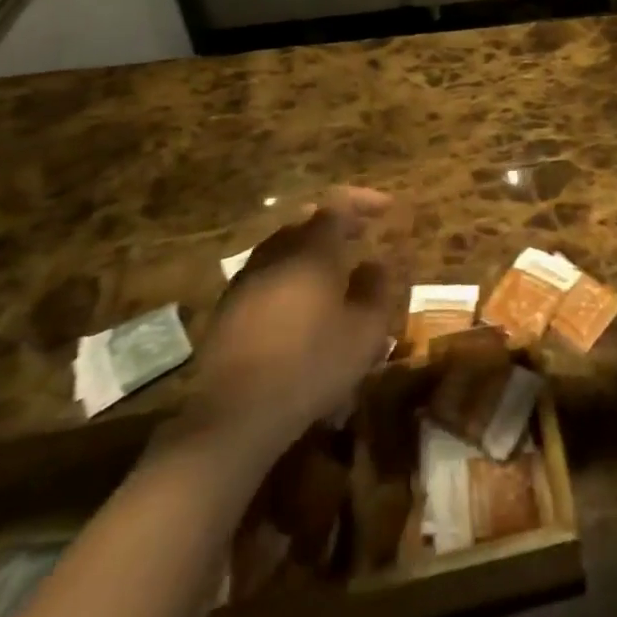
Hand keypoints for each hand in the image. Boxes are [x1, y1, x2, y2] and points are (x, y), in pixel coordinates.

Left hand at [193, 189, 399, 449]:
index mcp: (311, 250)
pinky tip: (300, 300)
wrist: (234, 416)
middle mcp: (276, 254)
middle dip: (336, 221)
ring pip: (283, 246)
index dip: (364, 200)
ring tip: (334, 266)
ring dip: (310, 247)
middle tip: (361, 233)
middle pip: (306, 219)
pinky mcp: (229, 308)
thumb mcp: (364, 331)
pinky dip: (289, 272)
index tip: (387, 208)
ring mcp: (247, 280)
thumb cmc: (311, 366)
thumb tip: (377, 263)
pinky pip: (267, 273)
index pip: (338, 204)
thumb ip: (376, 289)